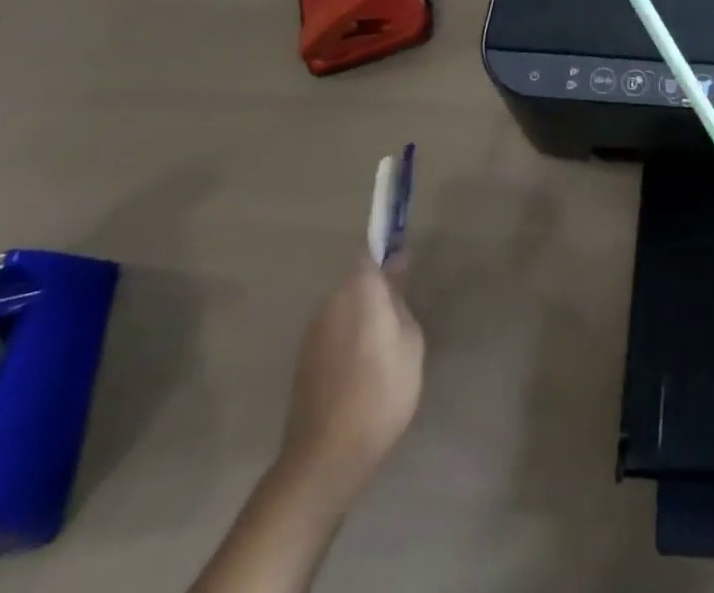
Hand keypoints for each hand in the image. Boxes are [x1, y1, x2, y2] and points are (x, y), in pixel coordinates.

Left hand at [276, 259, 423, 512]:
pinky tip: (363, 373)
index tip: (403, 266)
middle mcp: (330, 304)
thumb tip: (396, 264)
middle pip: (356, 283)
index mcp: (358, 291)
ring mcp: (312, 334)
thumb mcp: (409, 342)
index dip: (384, 253)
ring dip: (362, 319)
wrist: (325, 460)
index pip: (367, 253)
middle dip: (376, 292)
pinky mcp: (303, 362)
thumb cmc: (381, 393)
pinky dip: (348, 342)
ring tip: (384, 352)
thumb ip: (400, 299)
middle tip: (402, 320)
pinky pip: (333, 335)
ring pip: (344, 310)